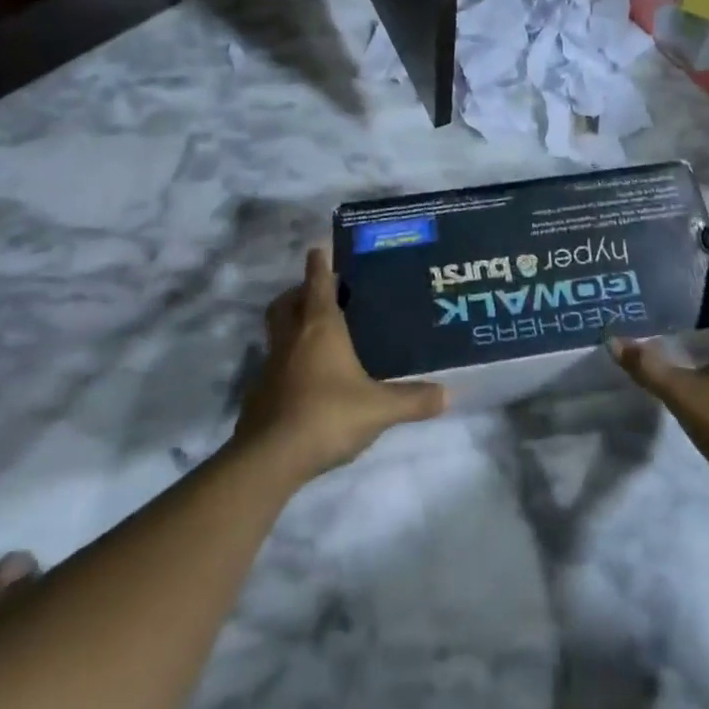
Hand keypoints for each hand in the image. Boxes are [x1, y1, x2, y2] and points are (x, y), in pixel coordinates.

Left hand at [233, 248, 446, 485]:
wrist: (270, 458)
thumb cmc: (327, 414)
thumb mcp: (379, 408)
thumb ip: (413, 399)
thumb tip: (448, 395)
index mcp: (320, 326)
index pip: (317, 281)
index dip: (319, 263)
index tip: (320, 249)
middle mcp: (292, 337)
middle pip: (287, 302)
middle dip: (299, 292)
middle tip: (319, 294)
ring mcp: (271, 364)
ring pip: (276, 331)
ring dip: (290, 325)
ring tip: (315, 335)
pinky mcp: (259, 393)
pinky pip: (273, 364)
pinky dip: (286, 362)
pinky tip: (305, 381)